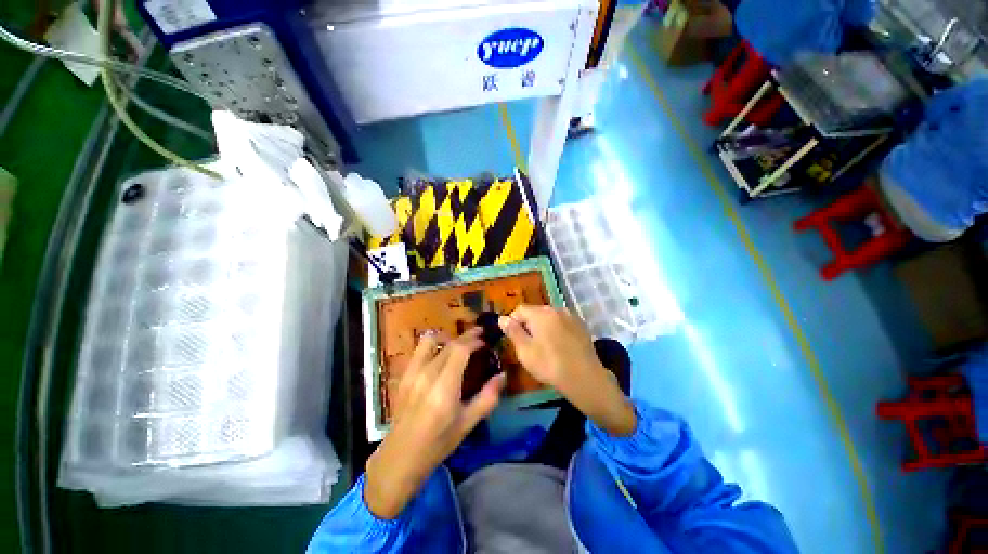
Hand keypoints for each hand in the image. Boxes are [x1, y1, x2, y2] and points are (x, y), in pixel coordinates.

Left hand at [364, 328, 505, 518]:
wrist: (402, 455)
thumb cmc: (439, 441)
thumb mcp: (468, 423)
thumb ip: (488, 397)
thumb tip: (502, 376)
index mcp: (445, 385)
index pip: (460, 350)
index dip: (474, 340)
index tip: (484, 340)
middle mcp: (427, 373)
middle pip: (448, 343)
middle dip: (465, 336)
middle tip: (478, 336)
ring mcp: (412, 373)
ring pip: (430, 341)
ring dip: (447, 337)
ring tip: (457, 343)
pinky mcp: (404, 375)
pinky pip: (419, 350)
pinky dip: (433, 346)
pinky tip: (440, 355)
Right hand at [499, 305, 635, 436]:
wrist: (585, 378)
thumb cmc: (550, 365)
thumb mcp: (525, 351)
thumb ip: (512, 331)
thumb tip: (502, 318)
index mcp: (541, 313)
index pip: (519, 310)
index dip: (512, 322)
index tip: (513, 338)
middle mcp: (556, 309)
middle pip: (535, 312)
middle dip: (528, 325)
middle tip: (527, 345)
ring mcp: (571, 316)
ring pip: (549, 318)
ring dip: (542, 327)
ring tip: (544, 347)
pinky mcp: (581, 326)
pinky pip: (562, 323)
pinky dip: (556, 330)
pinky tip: (559, 347)